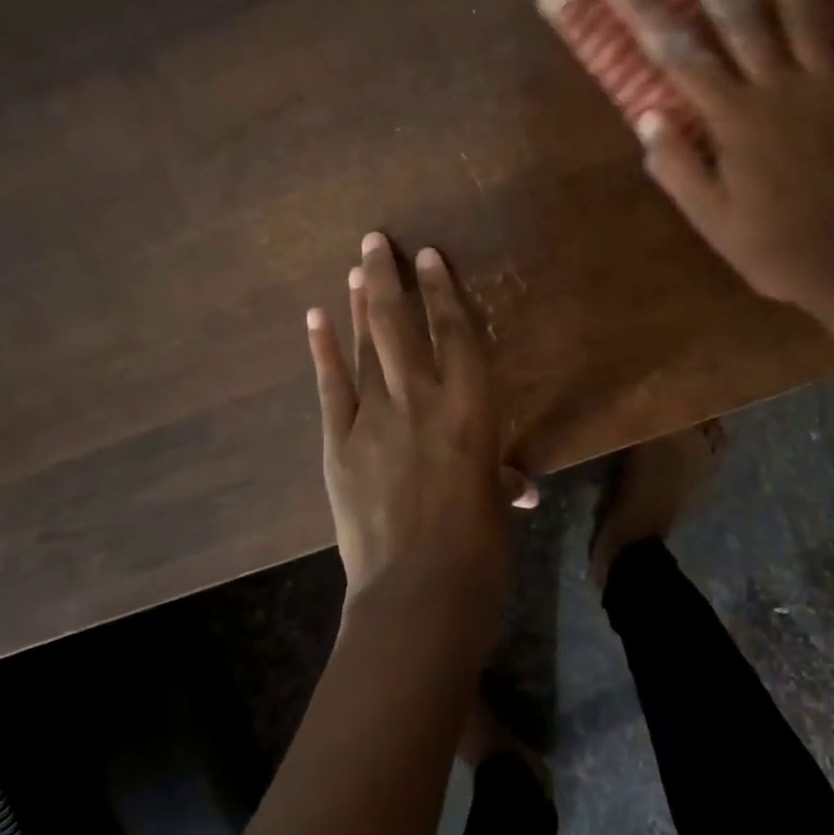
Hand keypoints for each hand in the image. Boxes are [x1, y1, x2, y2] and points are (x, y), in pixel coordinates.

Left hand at [306, 232, 510, 640]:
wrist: (420, 592)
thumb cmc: (480, 549)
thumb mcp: (495, 504)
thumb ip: (500, 480)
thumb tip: (517, 486)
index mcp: (472, 408)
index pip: (456, 334)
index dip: (441, 291)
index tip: (426, 256)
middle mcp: (422, 399)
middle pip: (401, 326)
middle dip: (388, 279)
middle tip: (375, 241)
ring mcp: (375, 419)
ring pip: (367, 348)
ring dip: (361, 306)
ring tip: (355, 268)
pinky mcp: (340, 443)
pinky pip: (331, 386)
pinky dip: (323, 350)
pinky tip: (316, 318)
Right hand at [602, 0, 833, 327]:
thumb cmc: (775, 247)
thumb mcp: (711, 221)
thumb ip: (678, 168)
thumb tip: (648, 115)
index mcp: (735, 119)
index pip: (681, 55)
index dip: (646, 14)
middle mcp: (780, 87)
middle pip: (739, 14)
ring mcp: (832, 85)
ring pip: (803, 11)